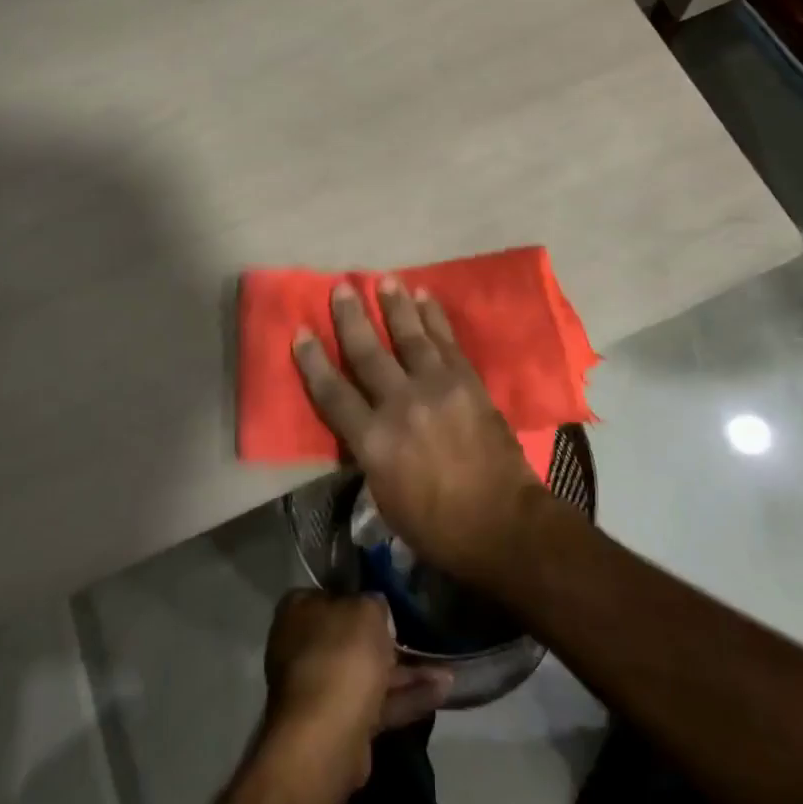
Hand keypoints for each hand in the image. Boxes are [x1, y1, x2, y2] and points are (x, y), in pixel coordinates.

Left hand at [262, 590, 451, 790]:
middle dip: (389, 640)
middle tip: (421, 635)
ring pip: (369, 673)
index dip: (361, 595)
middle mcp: (303, 646)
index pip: (332, 593)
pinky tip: (442, 692)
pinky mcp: (341, 724)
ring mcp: (321, 688)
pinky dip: (407, 698)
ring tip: (447, 670)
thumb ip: (374, 603)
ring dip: (406, 673)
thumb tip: (375, 607)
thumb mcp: (367, 609)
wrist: (327, 736)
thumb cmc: (342, 654)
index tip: (388, 600)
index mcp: (298, 610)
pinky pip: (378, 703)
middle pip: (351, 637)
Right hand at [292, 278, 554, 588]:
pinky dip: (434, 316)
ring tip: (384, 279)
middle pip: (368, 353)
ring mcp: (437, 388)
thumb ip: (368, 451)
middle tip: (341, 287)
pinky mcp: (466, 381)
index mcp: (374, 441)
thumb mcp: (384, 496)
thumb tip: (361, 422)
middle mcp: (400, 405)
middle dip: (351, 318)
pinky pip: (446, 341)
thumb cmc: (436, 524)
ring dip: (394, 305)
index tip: (300, 331)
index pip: (333, 393)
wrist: (502, 523)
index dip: (313, 361)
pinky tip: (424, 296)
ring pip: (409, 336)